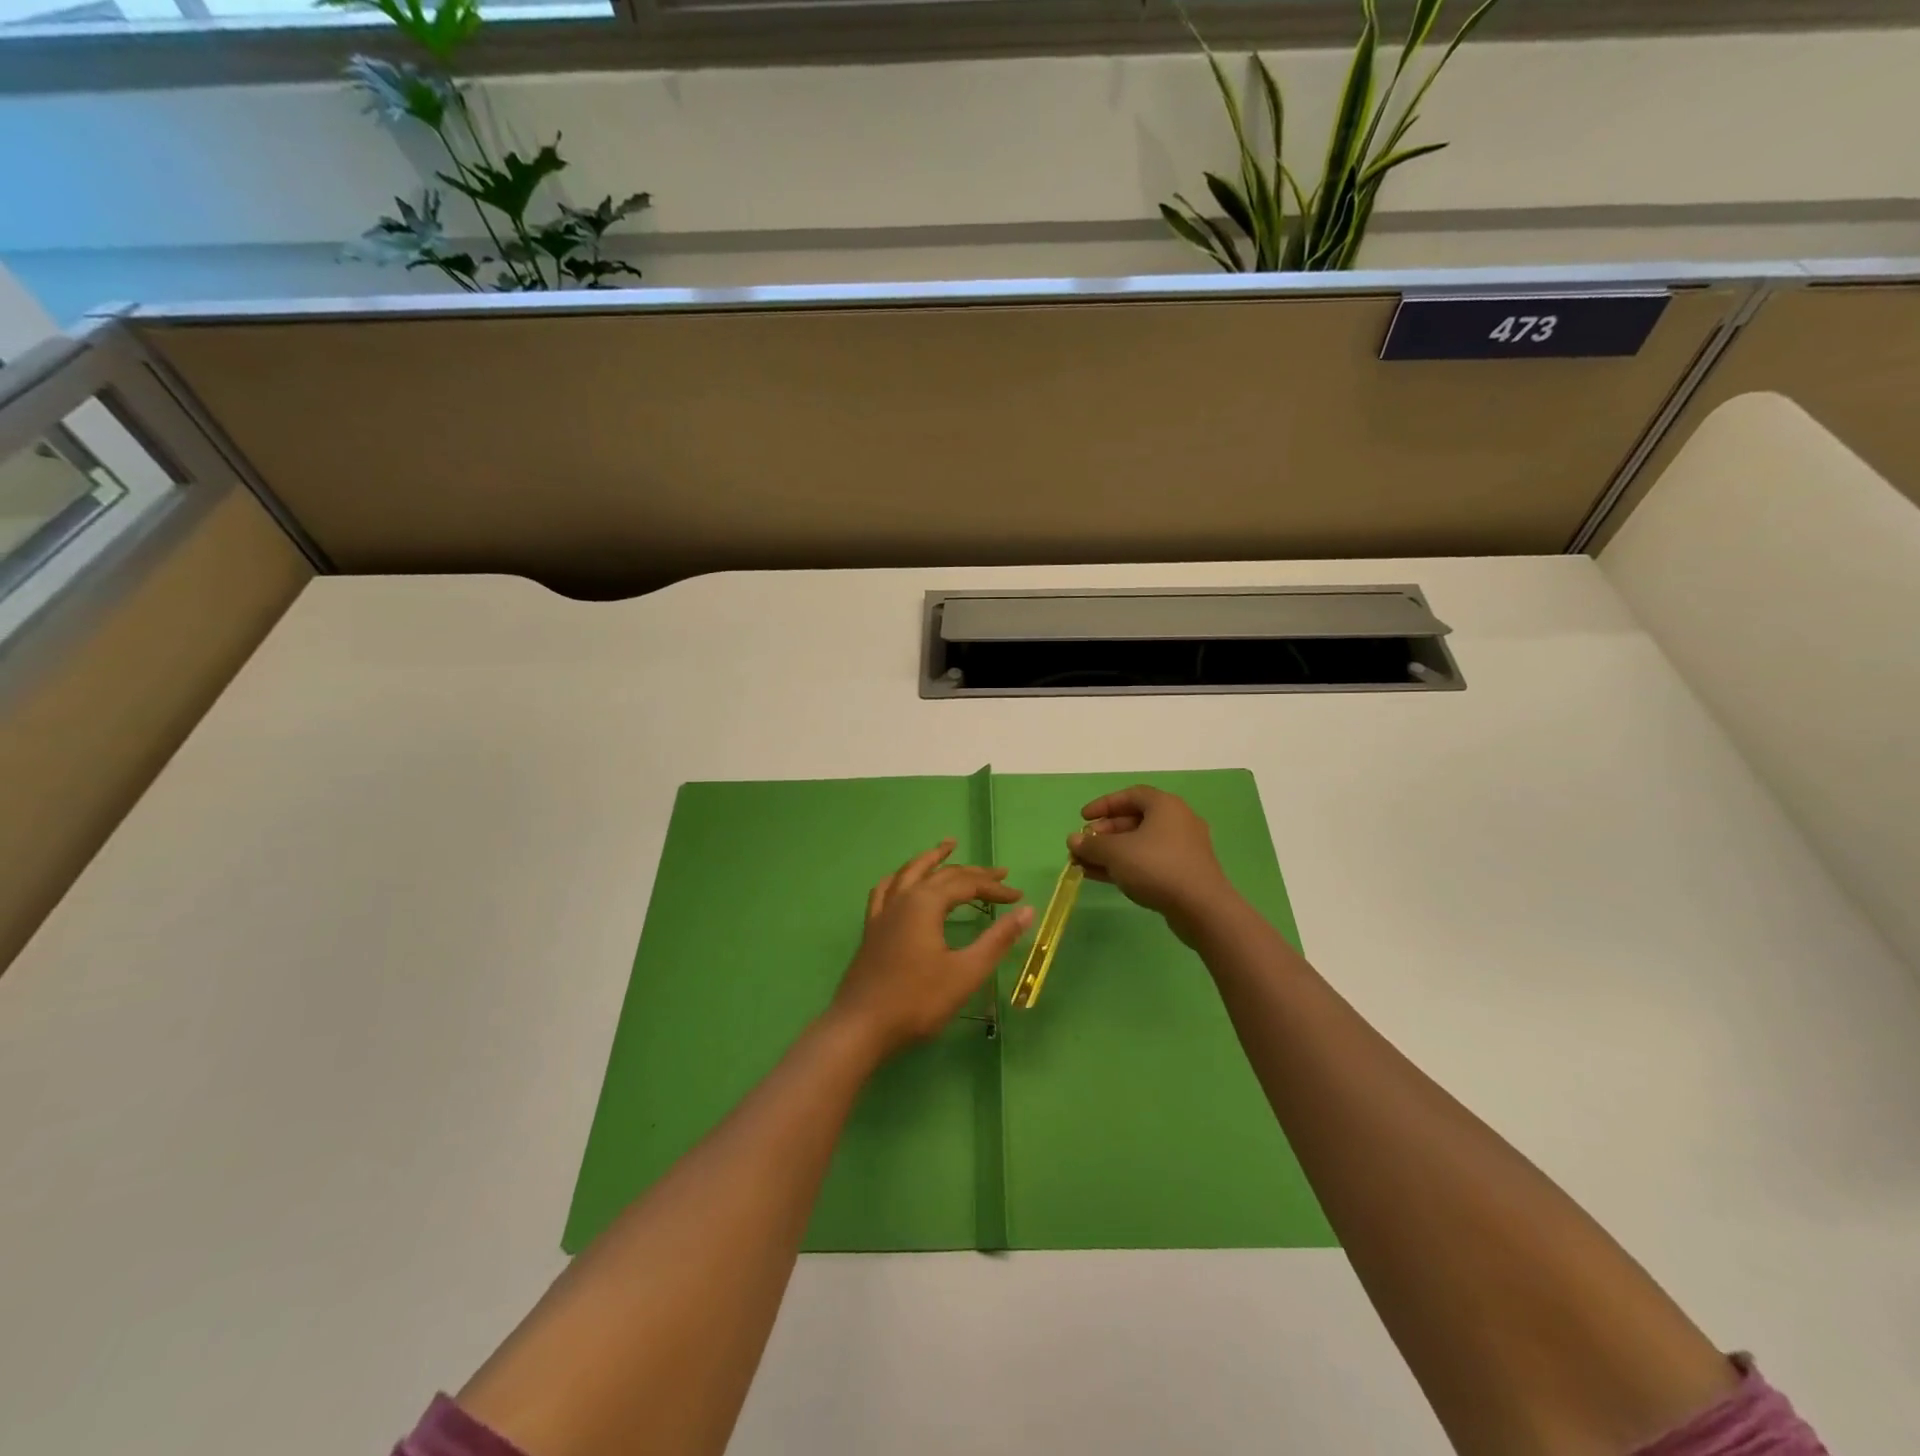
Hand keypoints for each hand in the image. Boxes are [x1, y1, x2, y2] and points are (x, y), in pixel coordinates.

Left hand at [830, 840, 1033, 1060]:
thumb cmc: (917, 1001)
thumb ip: (997, 940)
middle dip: (972, 873)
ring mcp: (883, 913)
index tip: (1019, 897)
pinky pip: (886, 890)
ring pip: (909, 873)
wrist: (861, 1027)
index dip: (994, 888)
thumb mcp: (965, 972)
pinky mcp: (872, 929)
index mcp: (925, 903)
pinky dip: (900, 878)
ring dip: (931, 859)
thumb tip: (1027, 911)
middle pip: (941, 874)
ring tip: (947, 846)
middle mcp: (902, 898)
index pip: (967, 885)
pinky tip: (902, 880)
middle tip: (999, 873)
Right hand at [1068, 786, 1239, 942]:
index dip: (1104, 804)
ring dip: (1111, 852)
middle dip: (1104, 833)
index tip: (1083, 818)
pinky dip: (1126, 866)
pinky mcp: (1184, 872)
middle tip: (1083, 845)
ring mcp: (1183, 849)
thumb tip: (1073, 840)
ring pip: (1140, 844)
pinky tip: (1102, 877)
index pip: (1130, 795)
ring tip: (1084, 864)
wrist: (1201, 908)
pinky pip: (1149, 862)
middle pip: (1134, 820)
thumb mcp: (1116, 853)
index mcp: (1165, 806)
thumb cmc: (1156, 867)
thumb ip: (1091, 844)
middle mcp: (1177, 821)